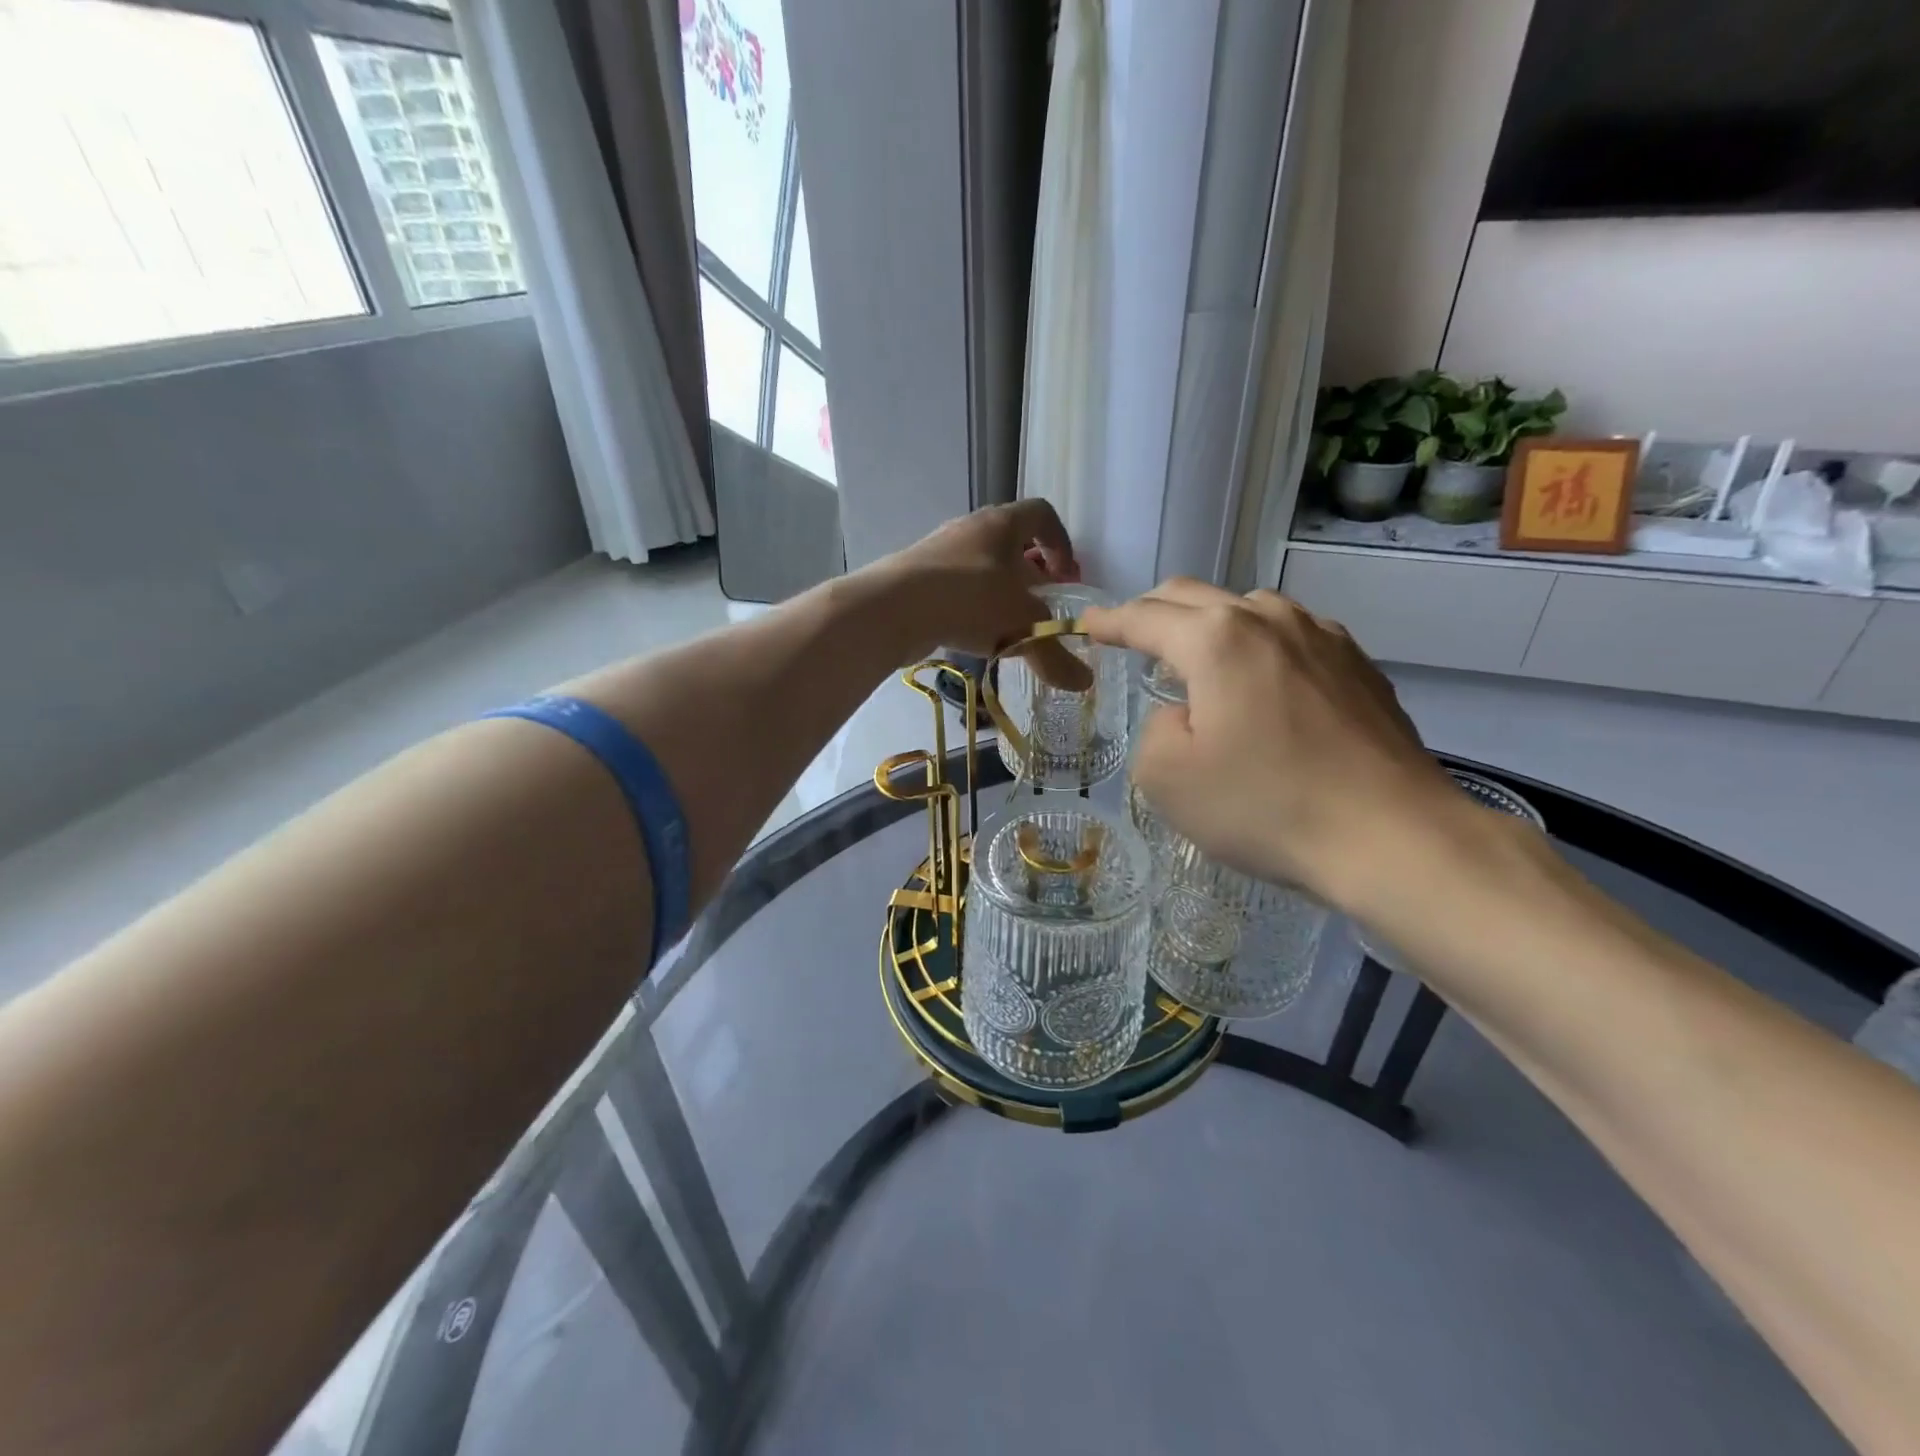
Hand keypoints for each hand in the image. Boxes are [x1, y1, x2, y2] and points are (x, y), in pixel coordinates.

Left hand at [865, 501, 1088, 683]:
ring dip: (998, 591)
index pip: (1042, 515)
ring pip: (980, 565)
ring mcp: (938, 551)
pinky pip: (954, 586)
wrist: (891, 608)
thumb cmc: (968, 600)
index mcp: (1002, 524)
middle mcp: (970, 529)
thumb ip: (1054, 654)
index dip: (1061, 543)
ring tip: (1007, 626)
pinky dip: (969, 606)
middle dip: (1031, 573)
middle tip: (1040, 605)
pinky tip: (972, 635)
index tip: (1066, 578)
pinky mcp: (915, 576)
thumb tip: (1084, 684)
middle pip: (1010, 541)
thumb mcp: (1022, 627)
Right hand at [1082, 579, 1464, 907]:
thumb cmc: (1265, 806)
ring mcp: (1323, 637)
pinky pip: (1291, 637)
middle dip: (1153, 612)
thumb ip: (1155, 730)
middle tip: (1130, 635)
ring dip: (1210, 625)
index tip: (1087, 625)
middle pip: (1194, 596)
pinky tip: (1264, 683)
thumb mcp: (1167, 778)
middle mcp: (1269, 619)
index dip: (1108, 622)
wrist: (1392, 836)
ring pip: (1248, 609)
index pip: (1144, 618)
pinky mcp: (1359, 665)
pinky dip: (1259, 646)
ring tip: (1199, 660)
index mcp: (1216, 639)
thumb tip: (1186, 715)